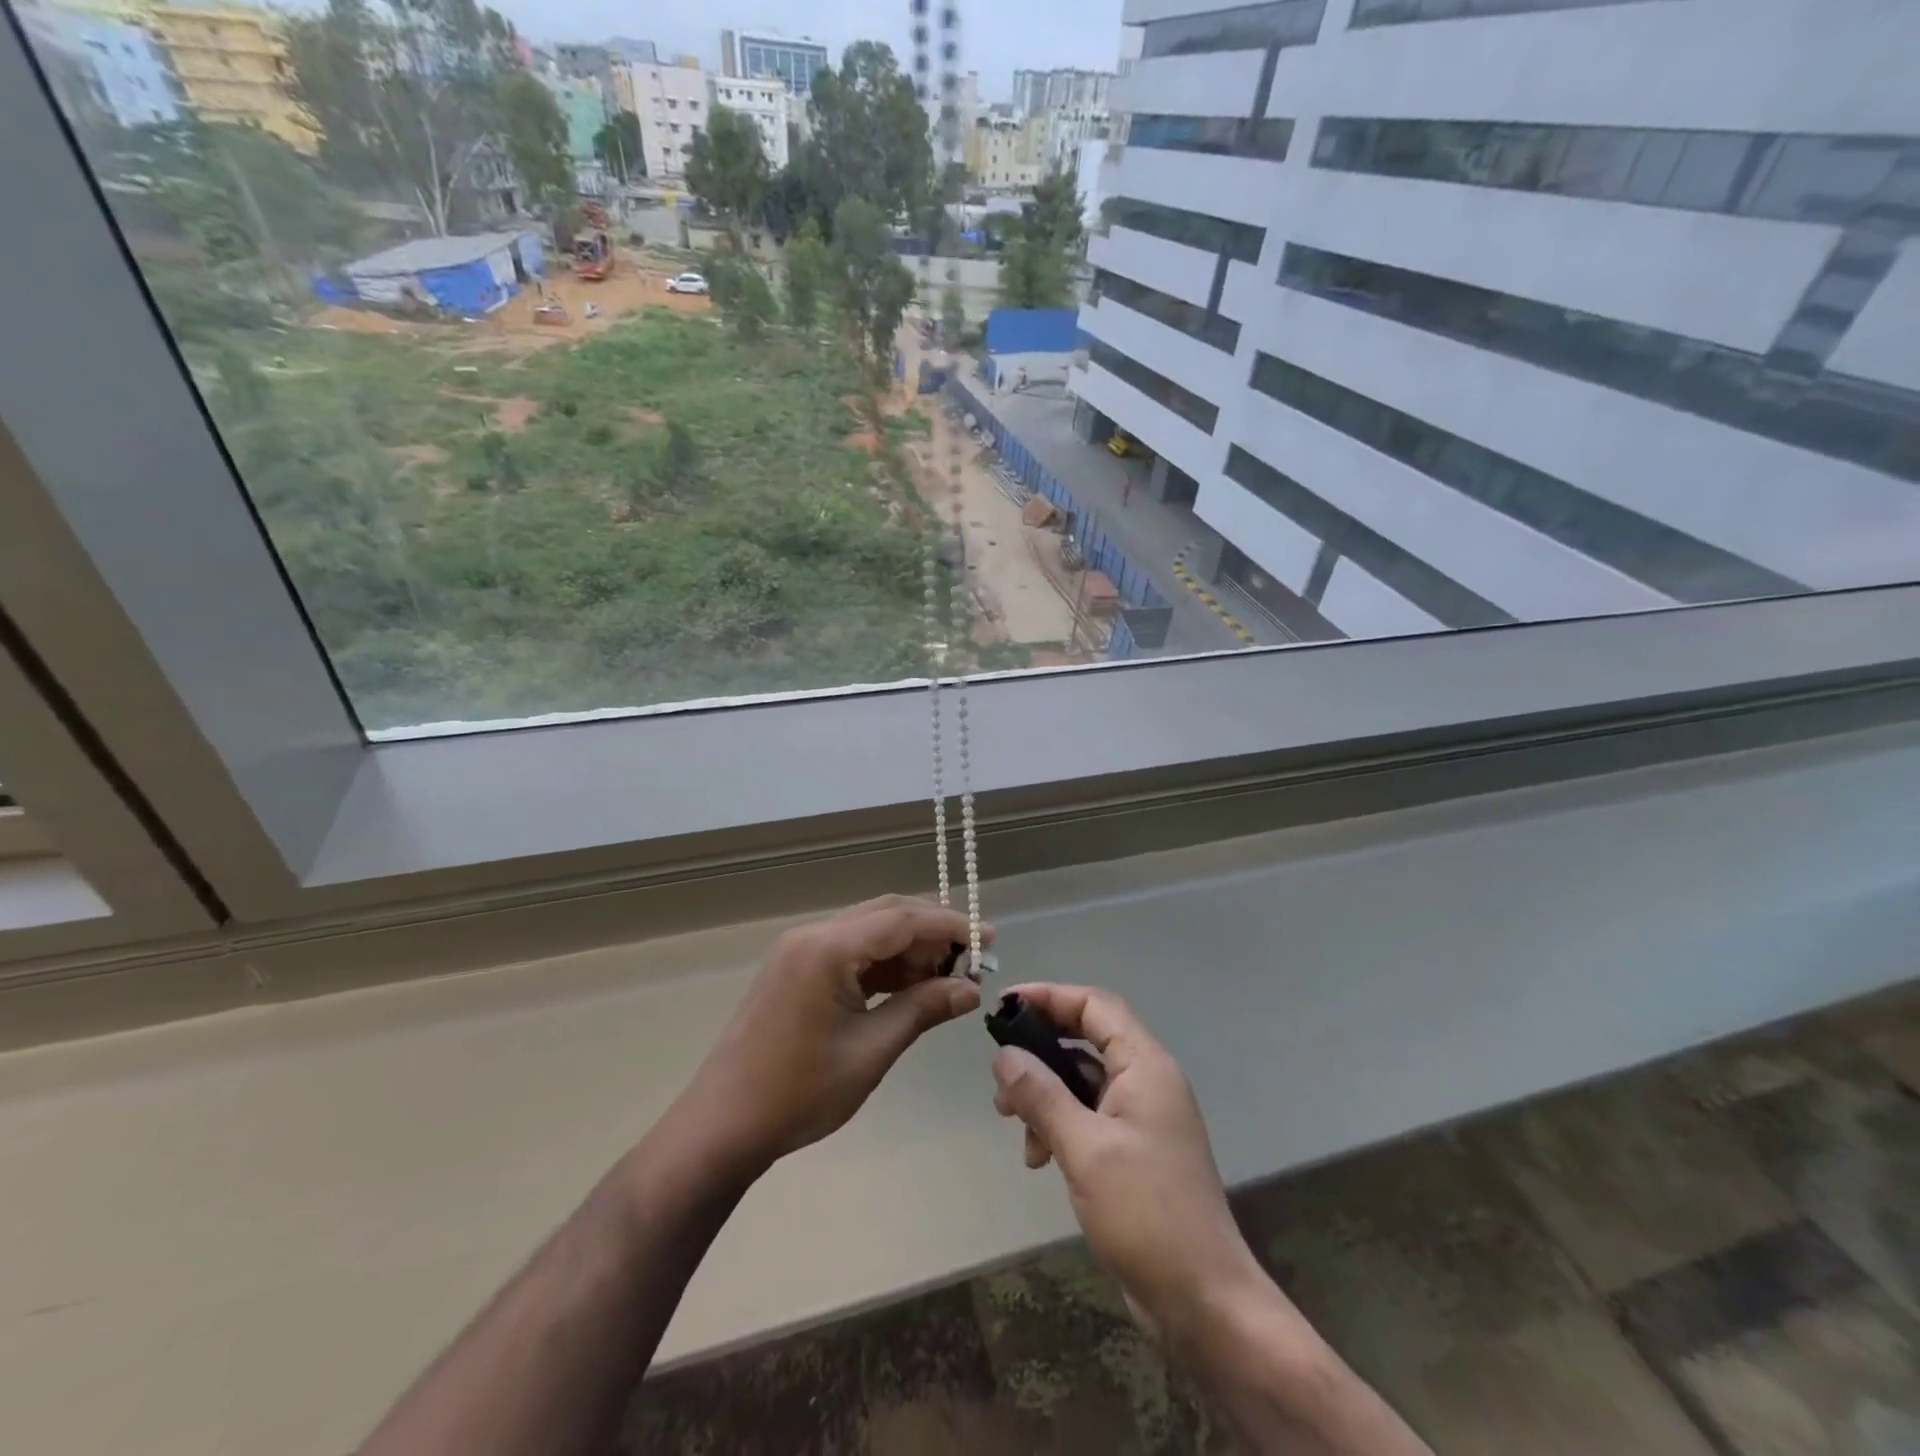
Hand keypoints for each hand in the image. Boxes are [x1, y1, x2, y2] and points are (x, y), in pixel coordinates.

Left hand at [679, 896, 988, 1170]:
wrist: (721, 1126)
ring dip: (909, 948)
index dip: (950, 925)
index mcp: (828, 948)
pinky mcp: (795, 969)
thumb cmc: (798, 1093)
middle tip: (972, 960)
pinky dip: (883, 964)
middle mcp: (813, 935)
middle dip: (932, 933)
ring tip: (947, 979)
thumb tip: (971, 989)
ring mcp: (800, 951)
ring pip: (869, 931)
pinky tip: (909, 986)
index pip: (903, 919)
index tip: (989, 939)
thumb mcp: (870, 1051)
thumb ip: (922, 1010)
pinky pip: (850, 952)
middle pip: (886, 915)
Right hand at [990, 984, 1266, 1340]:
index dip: (1049, 996)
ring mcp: (1143, 1117)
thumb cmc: (1146, 1213)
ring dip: (1045, 1095)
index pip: (1094, 1005)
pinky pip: (1090, 1116)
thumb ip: (1042, 1095)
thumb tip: (1004, 1055)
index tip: (1005, 1006)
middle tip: (1000, 1074)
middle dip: (1040, 1052)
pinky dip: (1060, 1125)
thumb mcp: (1085, 1149)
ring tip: (1010, 1122)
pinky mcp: (1135, 1150)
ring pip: (1083, 1081)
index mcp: (1145, 1065)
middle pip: (1086, 1039)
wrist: (1204, 1301)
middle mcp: (1147, 1081)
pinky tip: (1039, 1158)